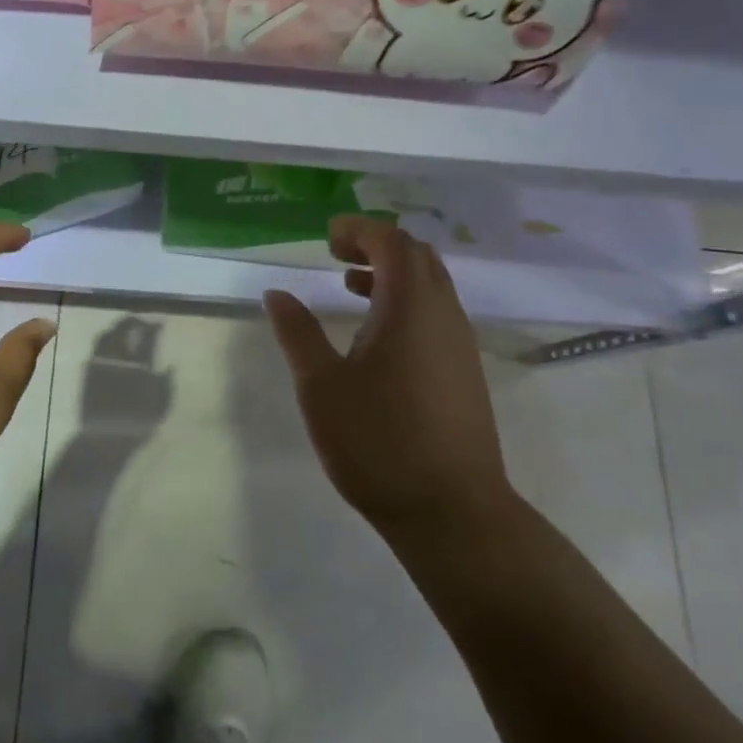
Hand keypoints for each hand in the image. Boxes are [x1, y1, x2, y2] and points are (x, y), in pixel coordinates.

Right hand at [263, 216, 513, 540]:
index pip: (392, 242)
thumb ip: (298, 333)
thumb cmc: (378, 441)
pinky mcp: (465, 371)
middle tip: (336, 255)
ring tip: (350, 287)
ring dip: (392, 274)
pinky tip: (377, 335)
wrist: (452, 512)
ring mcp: (460, 344)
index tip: (327, 237)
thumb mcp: (321, 385)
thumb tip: (277, 293)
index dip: (360, 230)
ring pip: (431, 285)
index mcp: (410, 307)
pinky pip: (437, 313)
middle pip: (418, 256)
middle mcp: (443, 314)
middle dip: (377, 244)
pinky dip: (406, 302)